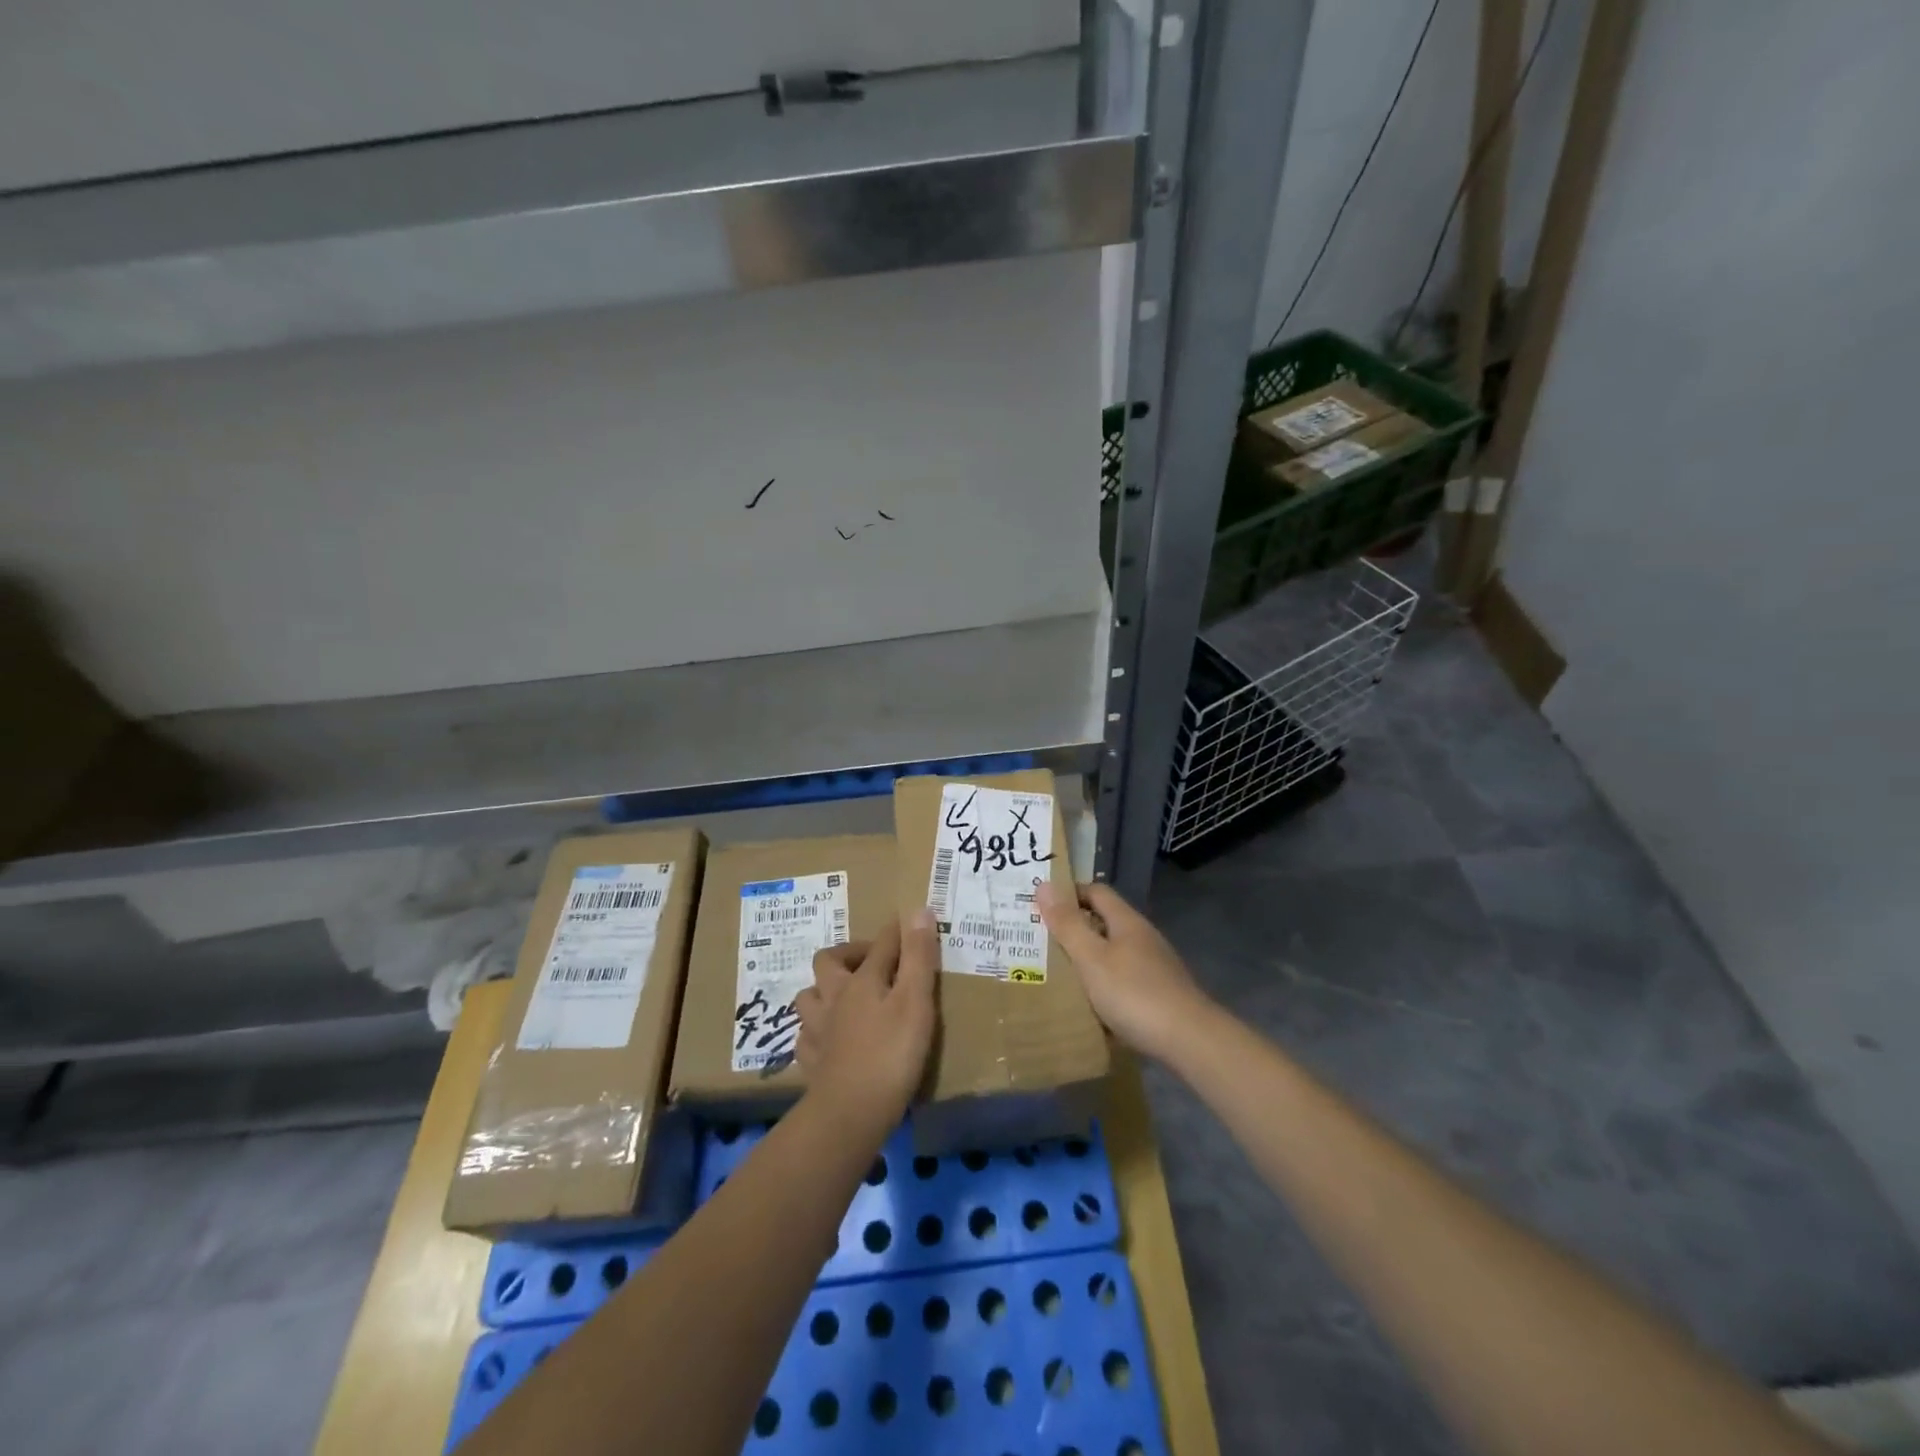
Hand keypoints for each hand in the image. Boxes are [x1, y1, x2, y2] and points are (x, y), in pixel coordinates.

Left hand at [795, 911, 938, 1132]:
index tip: (912, 925)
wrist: (850, 1114)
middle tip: (872, 963)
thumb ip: (918, 956)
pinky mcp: (812, 1063)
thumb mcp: (915, 1001)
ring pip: (808, 997)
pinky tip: (828, 1039)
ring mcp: (817, 1031)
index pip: (881, 943)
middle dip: (848, 954)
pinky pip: (806, 1037)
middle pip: (829, 961)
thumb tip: (918, 909)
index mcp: (861, 980)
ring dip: (824, 991)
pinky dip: (816, 1032)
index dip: (897, 932)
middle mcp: (833, 998)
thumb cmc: (891, 1054)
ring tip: (844, 999)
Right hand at [1036, 880, 1214, 1061]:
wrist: (1190, 1041)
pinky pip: (1122, 979)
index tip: (1040, 907)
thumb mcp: (1092, 958)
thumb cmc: (1134, 994)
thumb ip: (1068, 925)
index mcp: (1127, 922)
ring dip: (1087, 959)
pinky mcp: (1159, 993)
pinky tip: (1089, 1004)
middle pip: (1104, 921)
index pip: (1096, 891)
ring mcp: (1154, 966)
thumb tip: (1044, 885)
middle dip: (1073, 929)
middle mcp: (1142, 937)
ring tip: (1057, 973)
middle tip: (1041, 942)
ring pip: (1113, 952)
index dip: (1068, 894)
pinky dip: (1103, 984)